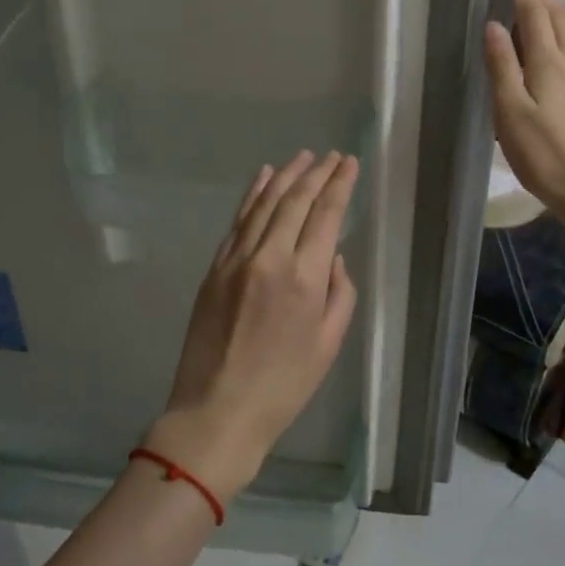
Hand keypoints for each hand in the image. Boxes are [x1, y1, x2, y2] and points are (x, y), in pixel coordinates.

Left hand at [145, 150, 360, 505]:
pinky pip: (237, 221)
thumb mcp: (329, 344)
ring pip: (263, 203)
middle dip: (316, 173)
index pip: (325, 215)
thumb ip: (340, 293)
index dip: (339, 184)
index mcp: (304, 278)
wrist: (217, 410)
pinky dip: (252, 195)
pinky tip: (263, 178)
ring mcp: (236, 260)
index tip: (350, 163)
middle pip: (294, 200)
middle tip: (331, 156)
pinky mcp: (214, 268)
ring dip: (284, 176)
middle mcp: (269, 257)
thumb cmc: (284, 386)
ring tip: (302, 157)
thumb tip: (334, 257)